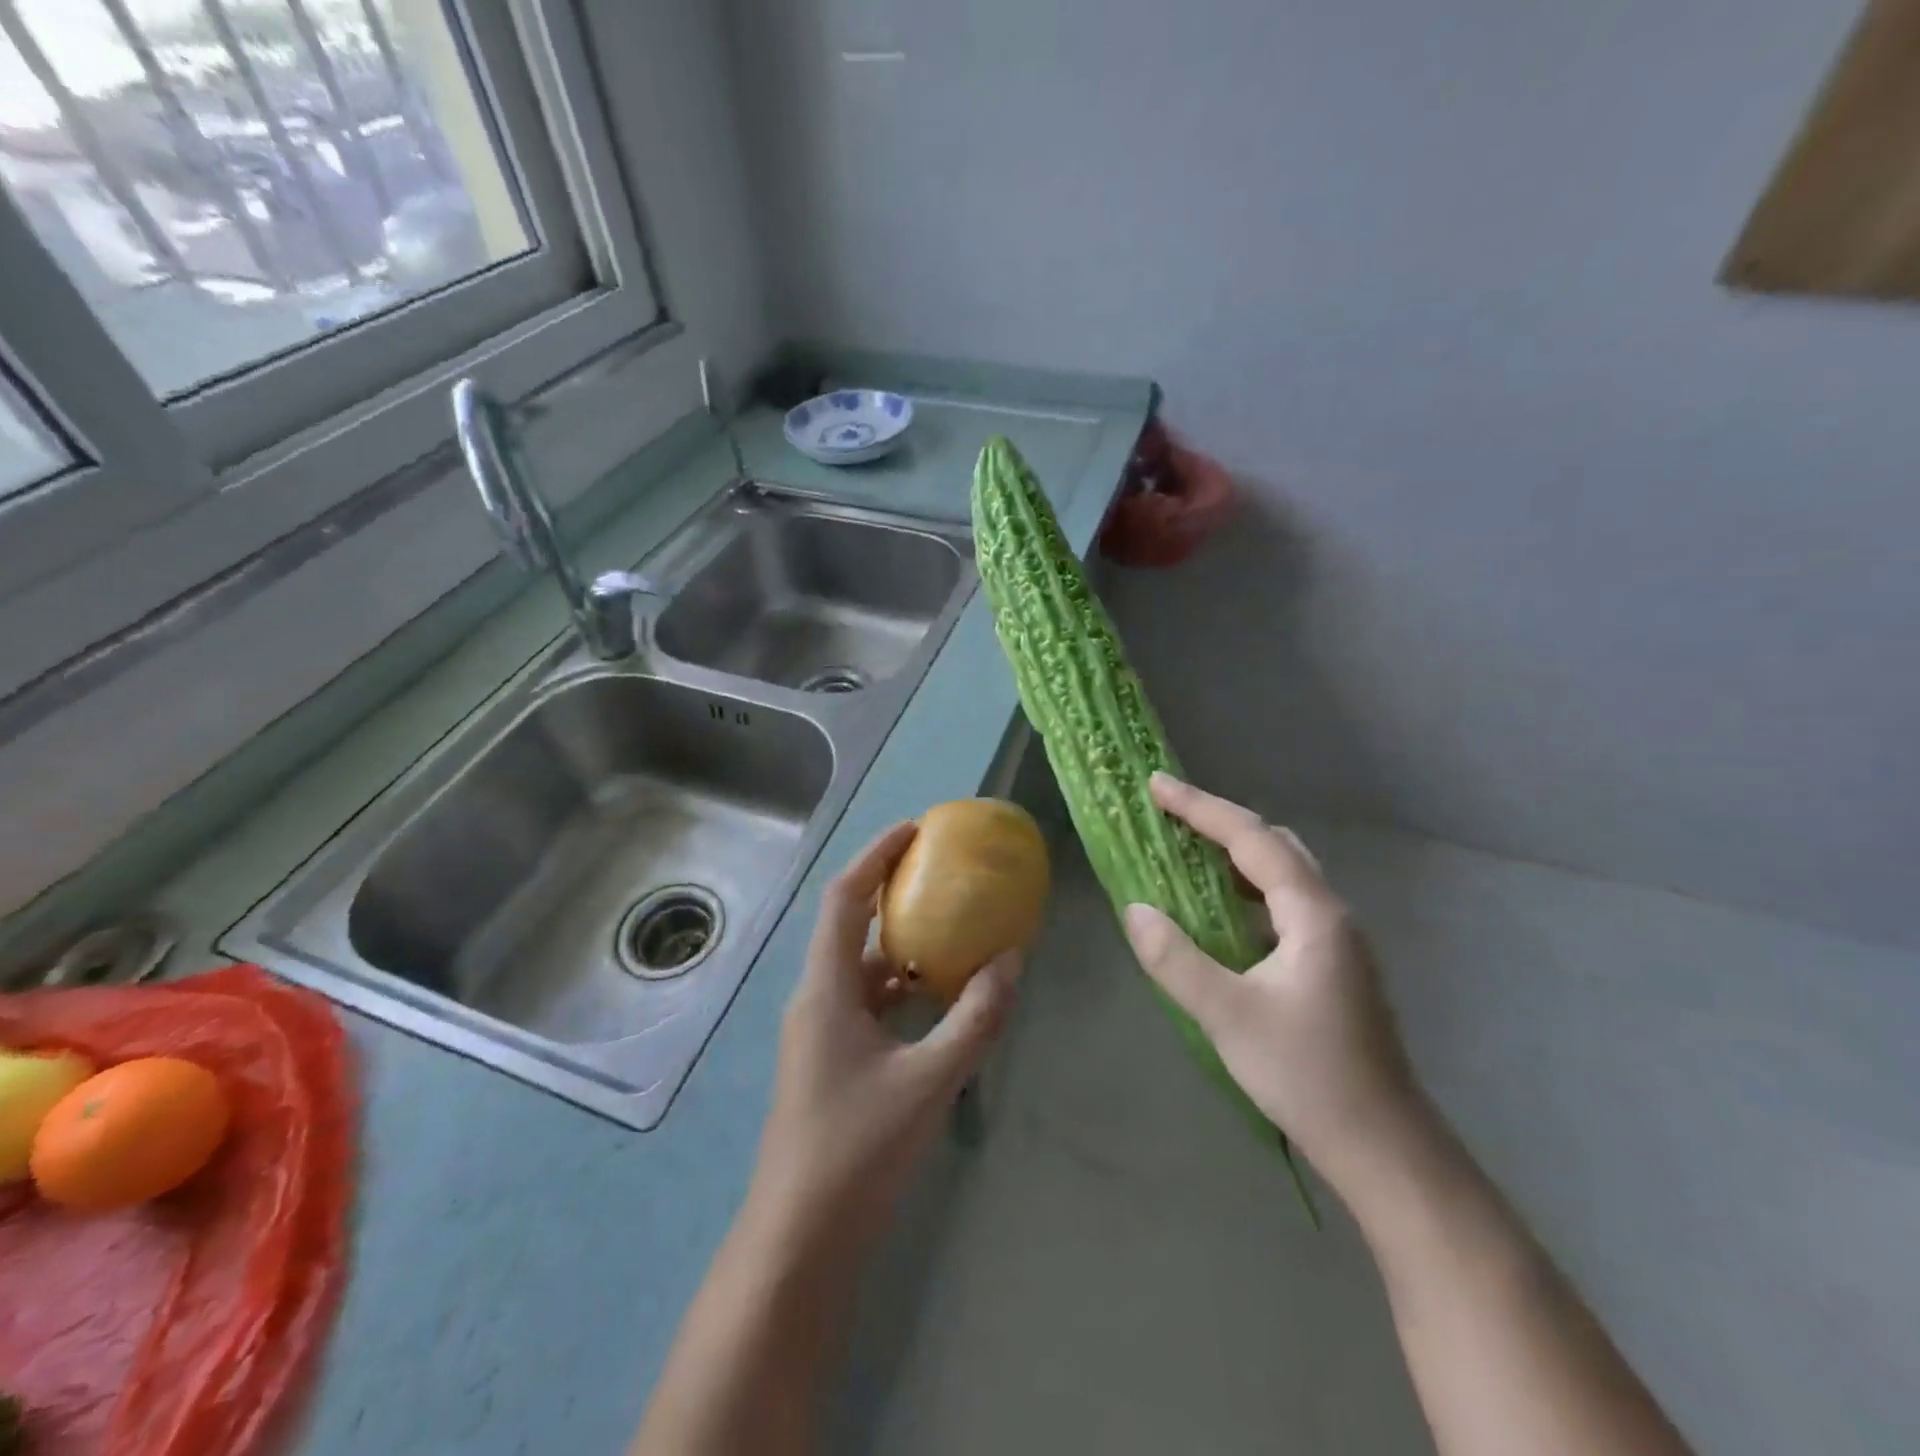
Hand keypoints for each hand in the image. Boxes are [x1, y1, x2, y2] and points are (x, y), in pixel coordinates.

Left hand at [750, 822, 1017, 1252]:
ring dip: (902, 942)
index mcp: (826, 988)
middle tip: (943, 871)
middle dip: (893, 890)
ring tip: (953, 927)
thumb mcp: (929, 1082)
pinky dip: (902, 985)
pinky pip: (868, 1000)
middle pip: (851, 923)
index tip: (917, 829)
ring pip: (862, 965)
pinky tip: (940, 997)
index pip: (846, 897)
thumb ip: (974, 1019)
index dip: (877, 854)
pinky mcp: (831, 1057)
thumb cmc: (857, 1151)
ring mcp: (821, 1029)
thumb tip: (1012, 961)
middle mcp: (817, 997)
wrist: (799, 1239)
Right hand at [1121, 773, 1423, 1184]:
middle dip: (1221, 823)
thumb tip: (1135, 910)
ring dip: (1234, 856)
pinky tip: (1220, 914)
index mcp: (1313, 914)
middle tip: (1170, 816)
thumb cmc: (1307, 1076)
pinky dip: (1246, 891)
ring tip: (1187, 854)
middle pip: (1274, 846)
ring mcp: (1337, 941)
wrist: (1383, 1147)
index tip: (1157, 785)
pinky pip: (1283, 905)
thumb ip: (1175, 959)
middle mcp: (1331, 915)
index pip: (1252, 839)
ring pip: (1283, 875)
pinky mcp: (1333, 966)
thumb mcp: (1228, 1016)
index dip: (1202, 807)